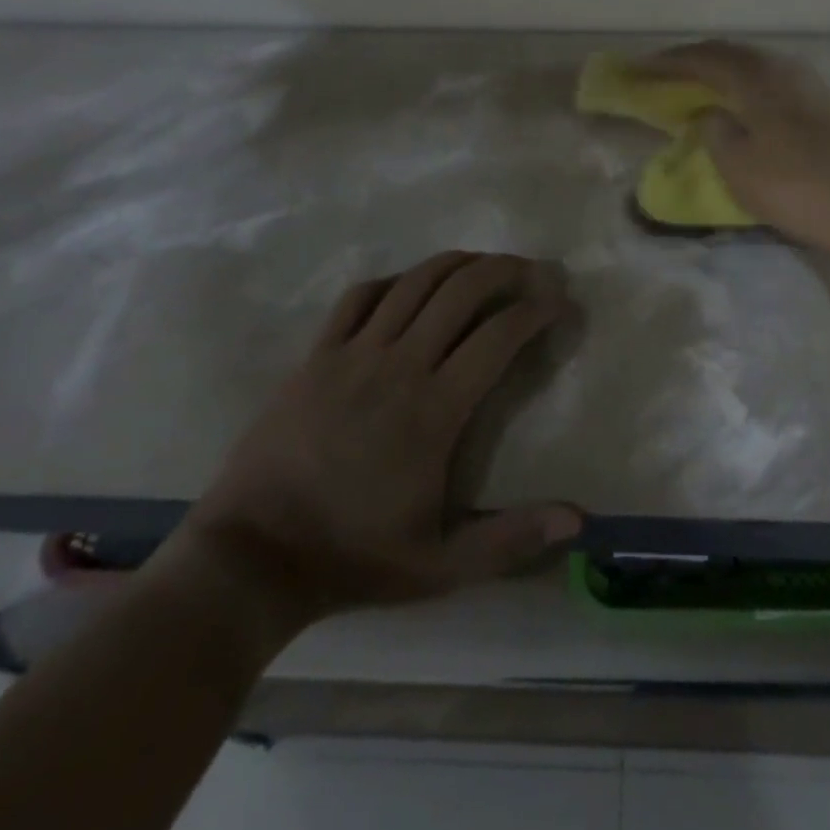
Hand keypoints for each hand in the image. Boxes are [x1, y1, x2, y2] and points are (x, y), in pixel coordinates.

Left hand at [174, 252, 581, 636]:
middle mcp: (398, 365)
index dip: (537, 310)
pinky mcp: (316, 356)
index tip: (560, 302)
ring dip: (457, 264)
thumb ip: (511, 539)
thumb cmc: (353, 557)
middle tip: (531, 270)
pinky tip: (409, 286)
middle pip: (461, 290)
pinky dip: (393, 281)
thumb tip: (578, 520)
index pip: (499, 335)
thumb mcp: (440, 566)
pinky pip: (359, 297)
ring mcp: (352, 354)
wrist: (251, 557)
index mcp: (434, 409)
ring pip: (414, 283)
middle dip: (505, 270)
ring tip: (484, 263)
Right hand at [638, 41, 829, 257]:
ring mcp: (806, 84)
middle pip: (729, 53)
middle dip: (691, 60)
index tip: (636, 68)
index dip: (666, 63)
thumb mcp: (738, 165)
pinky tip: (736, 101)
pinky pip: (767, 80)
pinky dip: (741, 84)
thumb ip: (714, 131)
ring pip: (751, 64)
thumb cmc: (796, 187)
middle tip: (661, 70)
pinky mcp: (821, 105)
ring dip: (719, 70)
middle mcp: (782, 68)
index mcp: (757, 77)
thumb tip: (709, 115)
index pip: (703, 59)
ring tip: (694, 83)